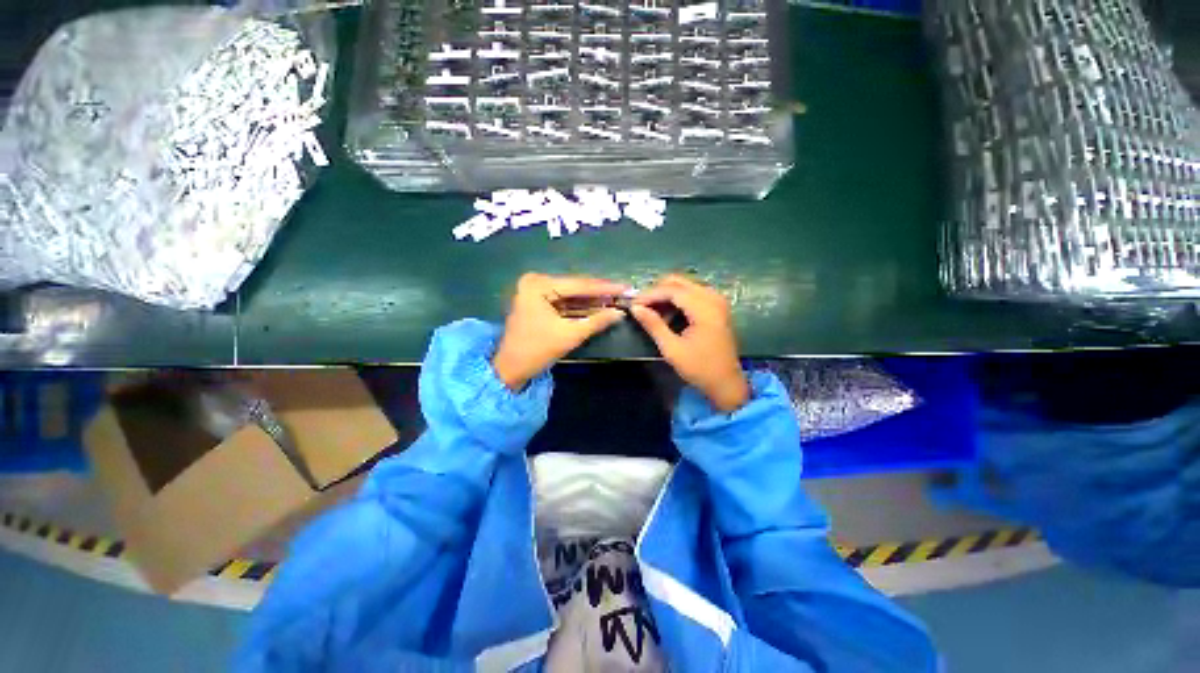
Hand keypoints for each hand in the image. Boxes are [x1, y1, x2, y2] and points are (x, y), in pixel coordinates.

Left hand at [493, 273, 627, 390]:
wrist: (511, 369)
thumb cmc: (537, 350)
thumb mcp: (570, 335)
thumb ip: (596, 321)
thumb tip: (620, 313)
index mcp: (539, 285)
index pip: (579, 285)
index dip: (605, 288)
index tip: (627, 288)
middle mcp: (535, 281)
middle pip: (575, 287)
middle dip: (600, 293)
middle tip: (624, 293)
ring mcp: (535, 290)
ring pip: (571, 294)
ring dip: (592, 299)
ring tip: (616, 299)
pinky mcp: (537, 301)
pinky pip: (563, 301)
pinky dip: (579, 306)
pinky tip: (599, 306)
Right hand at [631, 274, 749, 412]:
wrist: (726, 383)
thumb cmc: (699, 368)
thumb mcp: (672, 349)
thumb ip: (653, 325)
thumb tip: (635, 308)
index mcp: (704, 308)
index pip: (672, 290)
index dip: (650, 294)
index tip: (633, 304)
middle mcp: (713, 297)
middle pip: (679, 282)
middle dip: (657, 291)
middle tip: (641, 305)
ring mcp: (717, 300)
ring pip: (685, 285)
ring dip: (666, 294)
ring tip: (651, 311)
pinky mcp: (717, 306)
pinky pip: (693, 293)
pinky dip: (677, 299)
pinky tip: (667, 313)